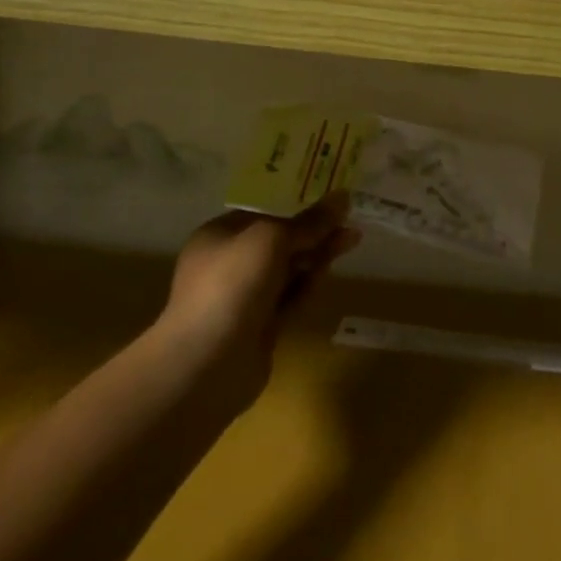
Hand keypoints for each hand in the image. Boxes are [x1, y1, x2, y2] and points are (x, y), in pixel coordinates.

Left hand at [156, 194, 357, 410]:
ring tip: (352, 239)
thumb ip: (309, 221)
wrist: (207, 364)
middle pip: (279, 241)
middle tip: (350, 220)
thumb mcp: (272, 239)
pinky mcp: (260, 326)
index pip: (263, 213)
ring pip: (288, 270)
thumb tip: (343, 197)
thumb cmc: (232, 285)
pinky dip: (309, 284)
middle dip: (314, 231)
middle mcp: (229, 264)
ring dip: (317, 255)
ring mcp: (244, 297)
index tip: (331, 200)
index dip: (297, 204)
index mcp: (219, 236)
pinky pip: (290, 298)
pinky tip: (330, 272)